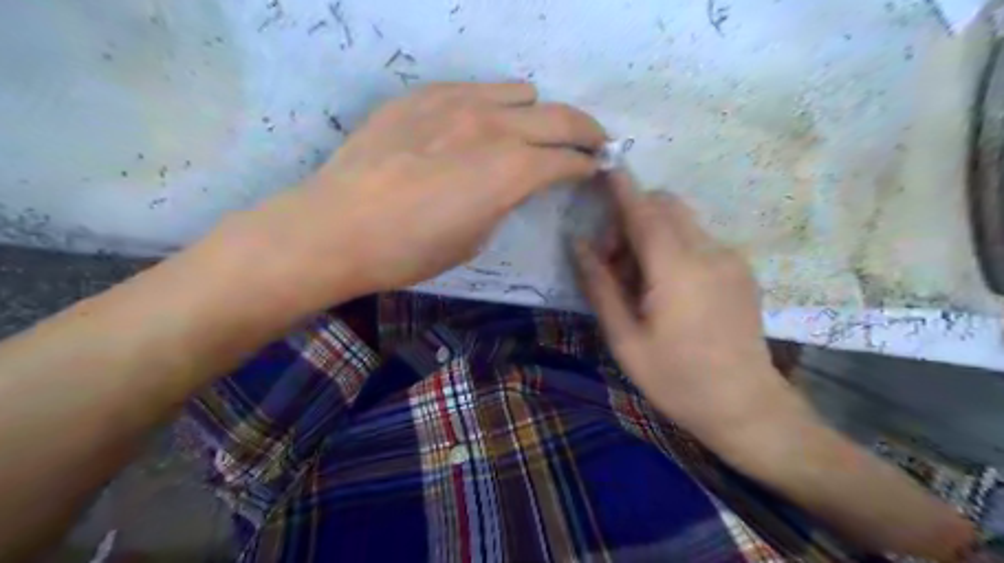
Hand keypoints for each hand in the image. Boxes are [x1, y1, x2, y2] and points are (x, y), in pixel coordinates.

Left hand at [237, 82, 602, 306]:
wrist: (337, 227)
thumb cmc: (410, 250)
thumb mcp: (474, 239)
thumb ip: (505, 201)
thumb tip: (514, 183)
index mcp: (510, 170)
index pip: (567, 159)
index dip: (588, 165)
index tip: (597, 168)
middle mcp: (493, 125)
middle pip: (559, 117)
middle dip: (586, 131)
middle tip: (594, 142)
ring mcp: (456, 102)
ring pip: (520, 92)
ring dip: (537, 113)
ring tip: (532, 131)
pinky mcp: (423, 95)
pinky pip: (476, 88)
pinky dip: (495, 104)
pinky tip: (481, 124)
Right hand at [572, 170, 804, 448]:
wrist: (746, 407)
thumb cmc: (677, 379)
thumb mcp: (625, 339)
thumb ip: (600, 286)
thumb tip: (579, 245)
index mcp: (677, 270)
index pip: (644, 212)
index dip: (621, 188)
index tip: (604, 167)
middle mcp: (709, 253)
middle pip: (666, 207)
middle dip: (632, 217)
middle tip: (613, 261)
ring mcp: (730, 259)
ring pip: (682, 222)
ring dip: (652, 234)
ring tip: (639, 281)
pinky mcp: (740, 270)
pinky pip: (698, 240)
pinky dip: (673, 247)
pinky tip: (667, 287)